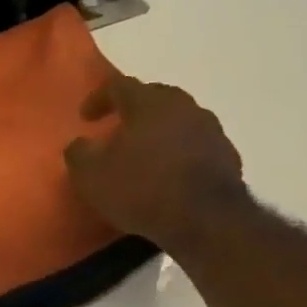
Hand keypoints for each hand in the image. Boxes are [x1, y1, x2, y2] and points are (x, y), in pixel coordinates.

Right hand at [64, 74, 247, 250]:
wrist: (206, 220)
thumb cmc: (141, 189)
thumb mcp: (90, 175)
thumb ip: (79, 152)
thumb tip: (80, 143)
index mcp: (149, 104)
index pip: (119, 85)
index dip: (98, 98)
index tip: (85, 117)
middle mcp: (184, 107)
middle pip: (154, 97)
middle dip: (132, 110)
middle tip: (116, 130)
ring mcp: (211, 130)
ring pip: (177, 121)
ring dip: (158, 132)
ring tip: (142, 154)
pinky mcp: (227, 156)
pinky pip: (195, 145)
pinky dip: (177, 152)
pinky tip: (167, 175)